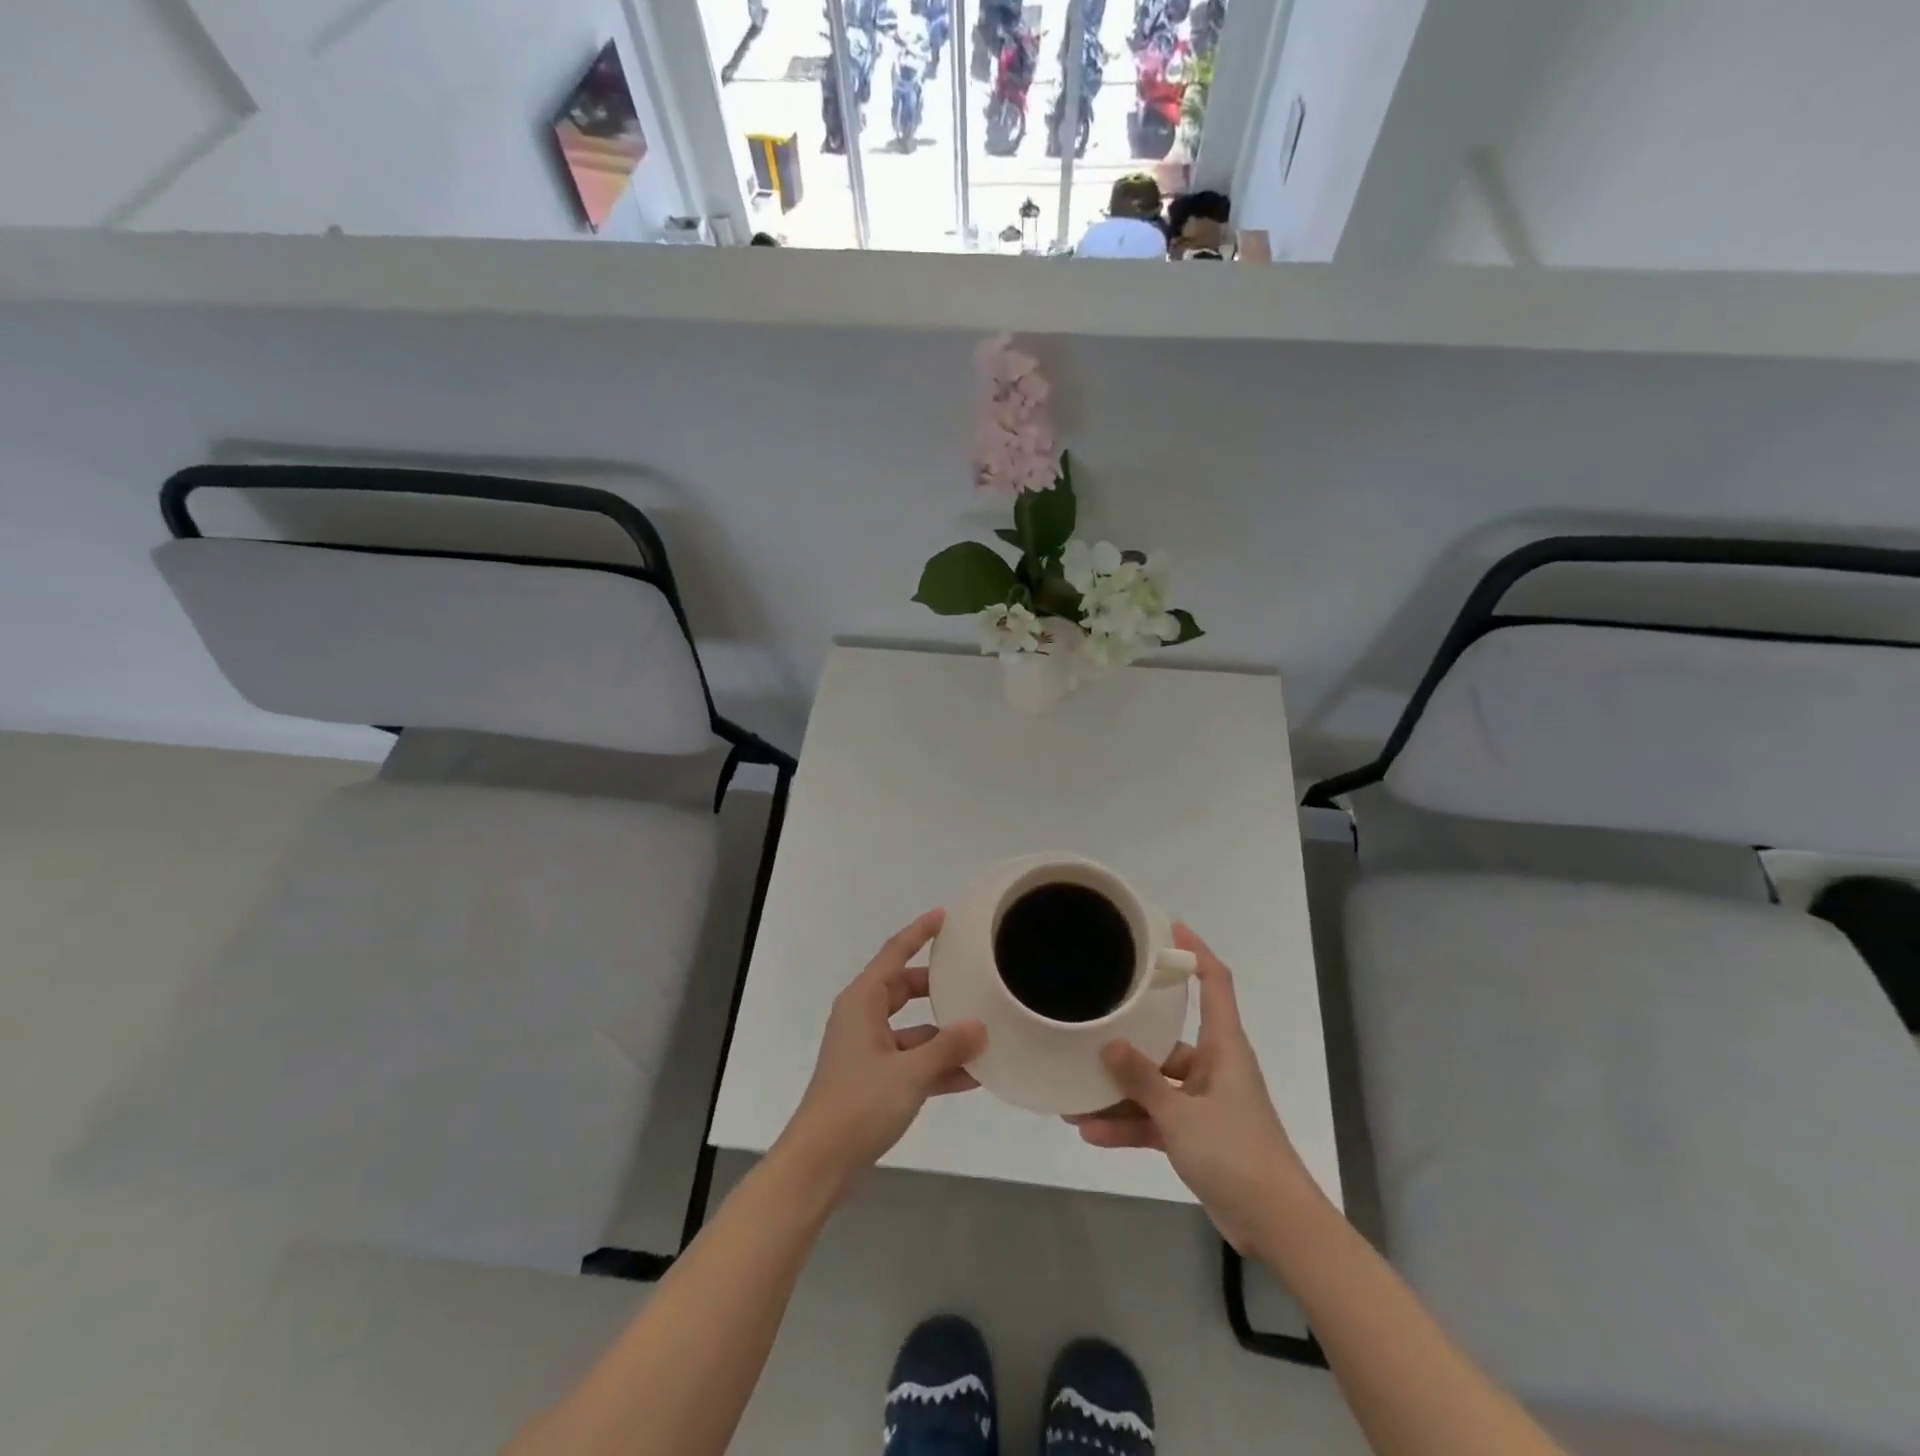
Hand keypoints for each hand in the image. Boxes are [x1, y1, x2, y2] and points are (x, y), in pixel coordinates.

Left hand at [776, 909, 986, 1198]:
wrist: (820, 1163)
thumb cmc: (859, 1104)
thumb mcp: (910, 1072)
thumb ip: (948, 1046)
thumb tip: (980, 1026)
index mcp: (862, 1001)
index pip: (894, 953)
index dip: (919, 932)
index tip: (944, 916)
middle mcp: (863, 1018)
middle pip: (905, 989)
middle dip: (938, 986)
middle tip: (972, 978)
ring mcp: (867, 1050)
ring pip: (912, 1029)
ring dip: (943, 1034)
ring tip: (985, 1033)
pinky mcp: (873, 1080)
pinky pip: (911, 1060)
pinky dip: (936, 1065)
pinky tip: (972, 1076)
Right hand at [1070, 923, 1307, 1252]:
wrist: (1277, 1226)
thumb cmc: (1237, 1153)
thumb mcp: (1181, 1115)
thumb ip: (1142, 1080)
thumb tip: (1108, 1044)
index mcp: (1224, 1047)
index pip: (1215, 983)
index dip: (1196, 952)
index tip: (1168, 927)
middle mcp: (1214, 1067)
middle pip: (1168, 1038)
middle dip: (1130, 1038)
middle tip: (1092, 1019)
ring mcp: (1204, 1103)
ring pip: (1155, 1085)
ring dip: (1120, 1093)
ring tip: (1075, 1094)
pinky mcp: (1198, 1136)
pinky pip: (1156, 1120)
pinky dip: (1129, 1125)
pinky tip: (1091, 1132)